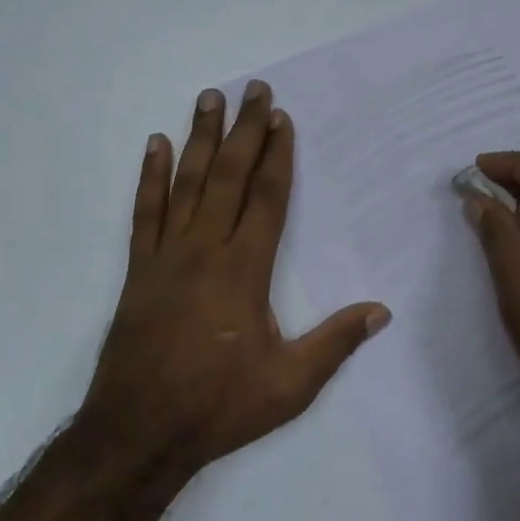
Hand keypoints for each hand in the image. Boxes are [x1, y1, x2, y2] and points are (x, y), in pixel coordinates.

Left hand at [79, 81, 391, 473]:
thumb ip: (335, 343)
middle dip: (244, 130)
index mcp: (245, 270)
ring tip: (209, 98)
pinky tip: (156, 145)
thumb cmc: (219, 406)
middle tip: (253, 88)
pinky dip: (150, 176)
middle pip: (229, 176)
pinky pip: (144, 211)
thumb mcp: (290, 385)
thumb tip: (381, 310)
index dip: (277, 155)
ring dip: (200, 138)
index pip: (267, 198)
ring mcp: (166, 255)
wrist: (138, 432)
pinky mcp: (138, 269)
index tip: (281, 118)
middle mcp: (205, 249)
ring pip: (187, 182)